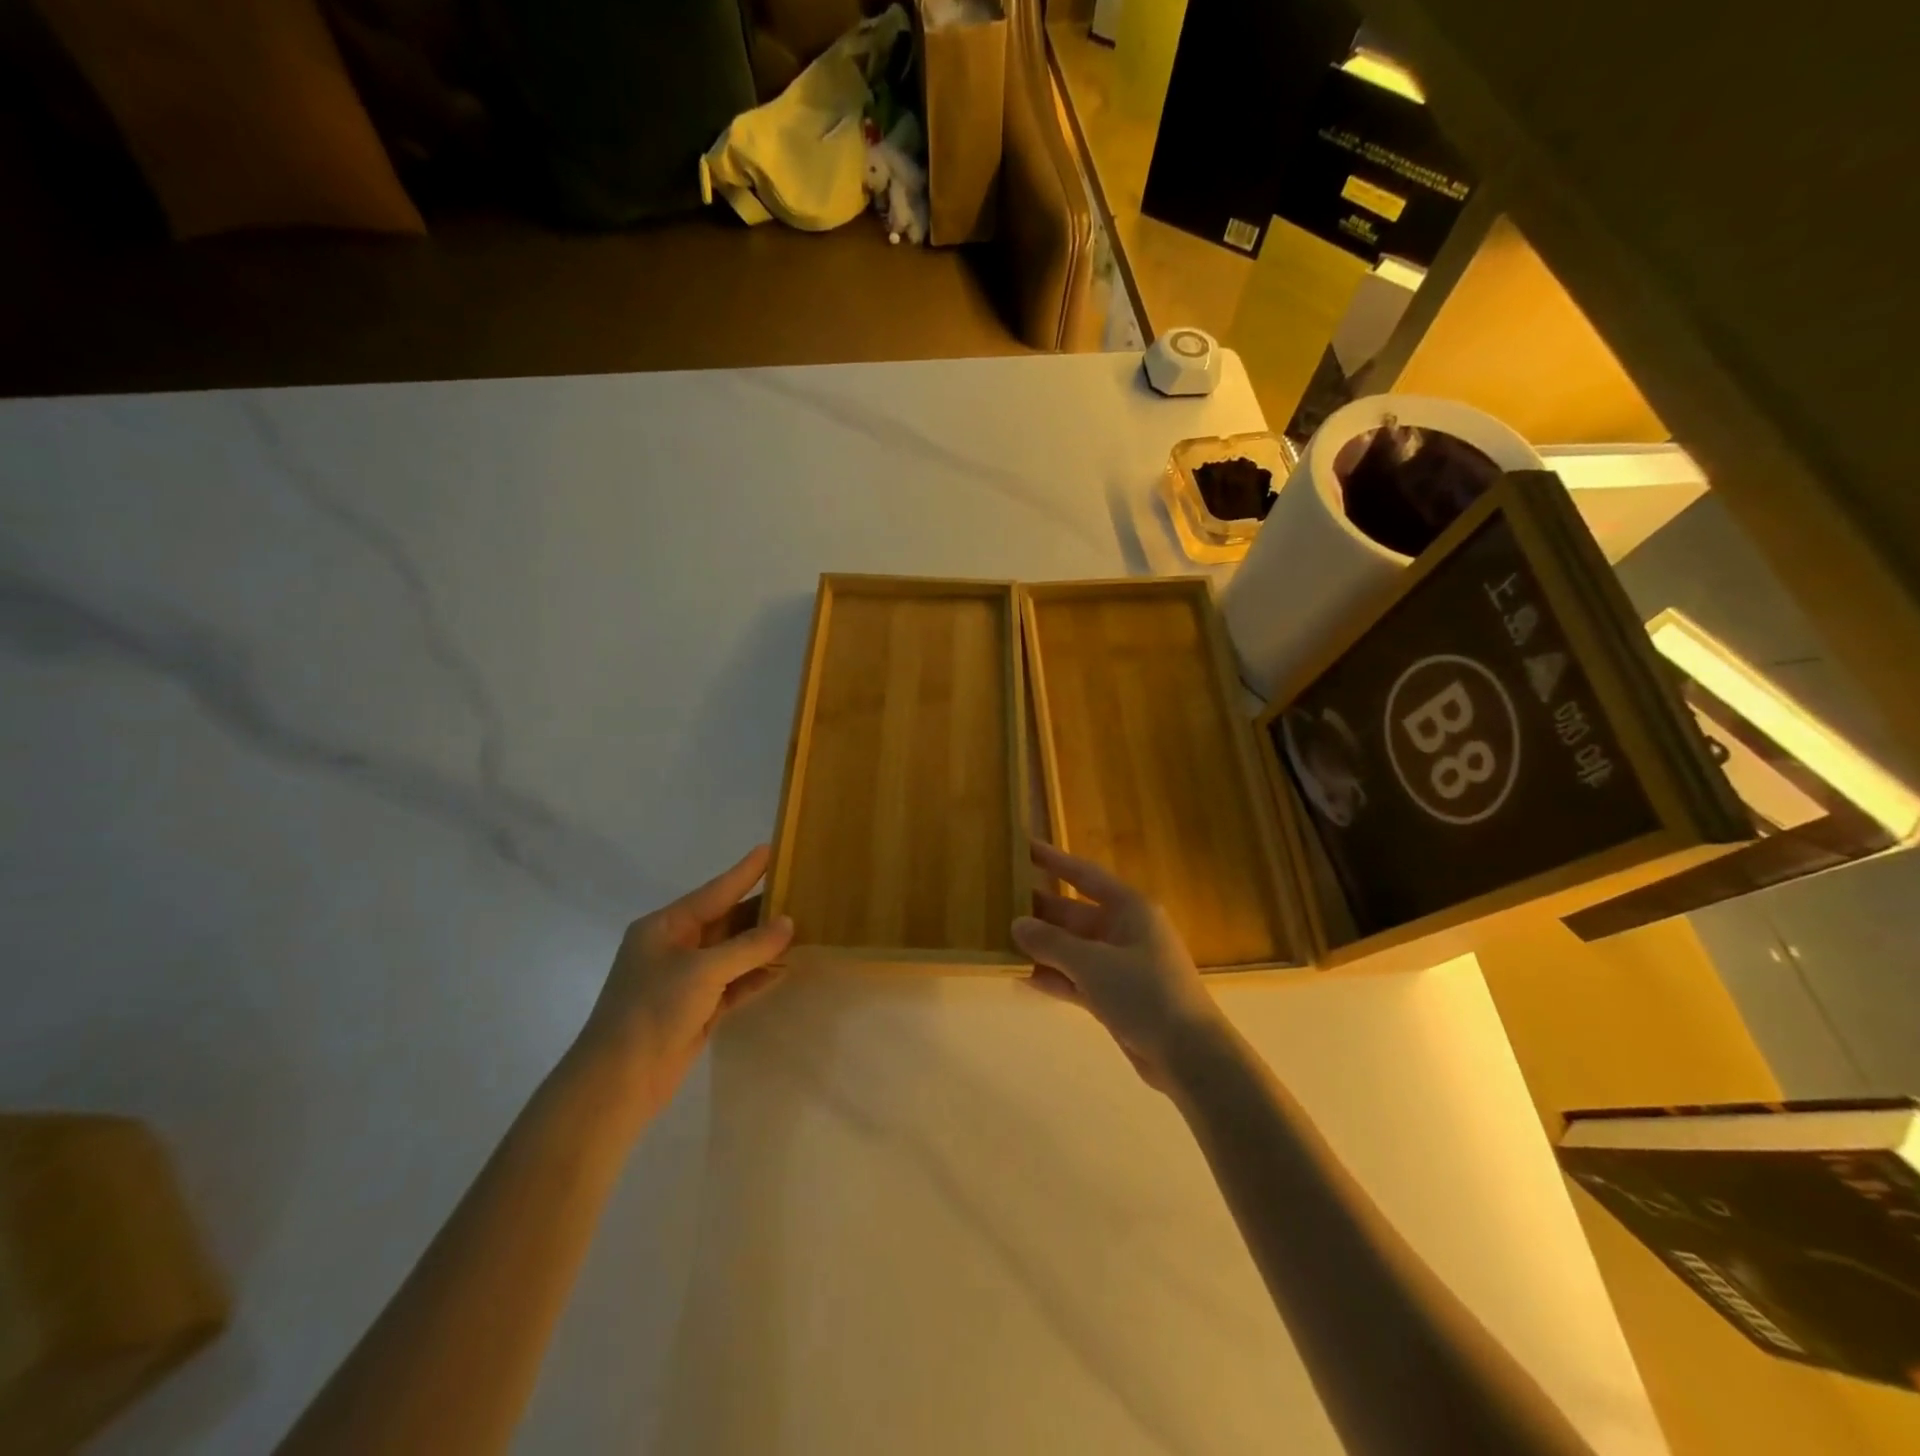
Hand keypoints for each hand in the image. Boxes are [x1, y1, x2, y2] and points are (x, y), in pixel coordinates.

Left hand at [570, 845, 793, 1116]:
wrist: (619, 1081)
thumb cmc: (654, 1009)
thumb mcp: (704, 970)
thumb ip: (749, 946)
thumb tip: (788, 923)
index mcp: (665, 927)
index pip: (714, 892)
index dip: (744, 872)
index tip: (770, 849)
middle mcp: (675, 948)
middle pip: (725, 921)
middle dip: (759, 910)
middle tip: (797, 890)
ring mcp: (685, 981)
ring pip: (732, 954)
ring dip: (762, 945)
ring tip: (800, 926)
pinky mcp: (696, 1010)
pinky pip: (734, 984)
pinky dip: (756, 977)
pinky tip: (784, 969)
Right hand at [1011, 841, 1224, 1090]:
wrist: (1190, 1056)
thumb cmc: (1146, 993)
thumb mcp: (1094, 964)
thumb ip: (1052, 943)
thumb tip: (1017, 924)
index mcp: (1130, 909)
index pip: (1085, 875)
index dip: (1055, 860)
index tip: (1025, 847)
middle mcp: (1125, 931)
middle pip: (1074, 913)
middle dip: (1039, 910)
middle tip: (998, 901)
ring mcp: (1120, 966)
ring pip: (1073, 948)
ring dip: (1042, 947)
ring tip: (1000, 939)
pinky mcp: (1116, 997)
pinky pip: (1077, 980)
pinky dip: (1054, 978)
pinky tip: (1022, 978)